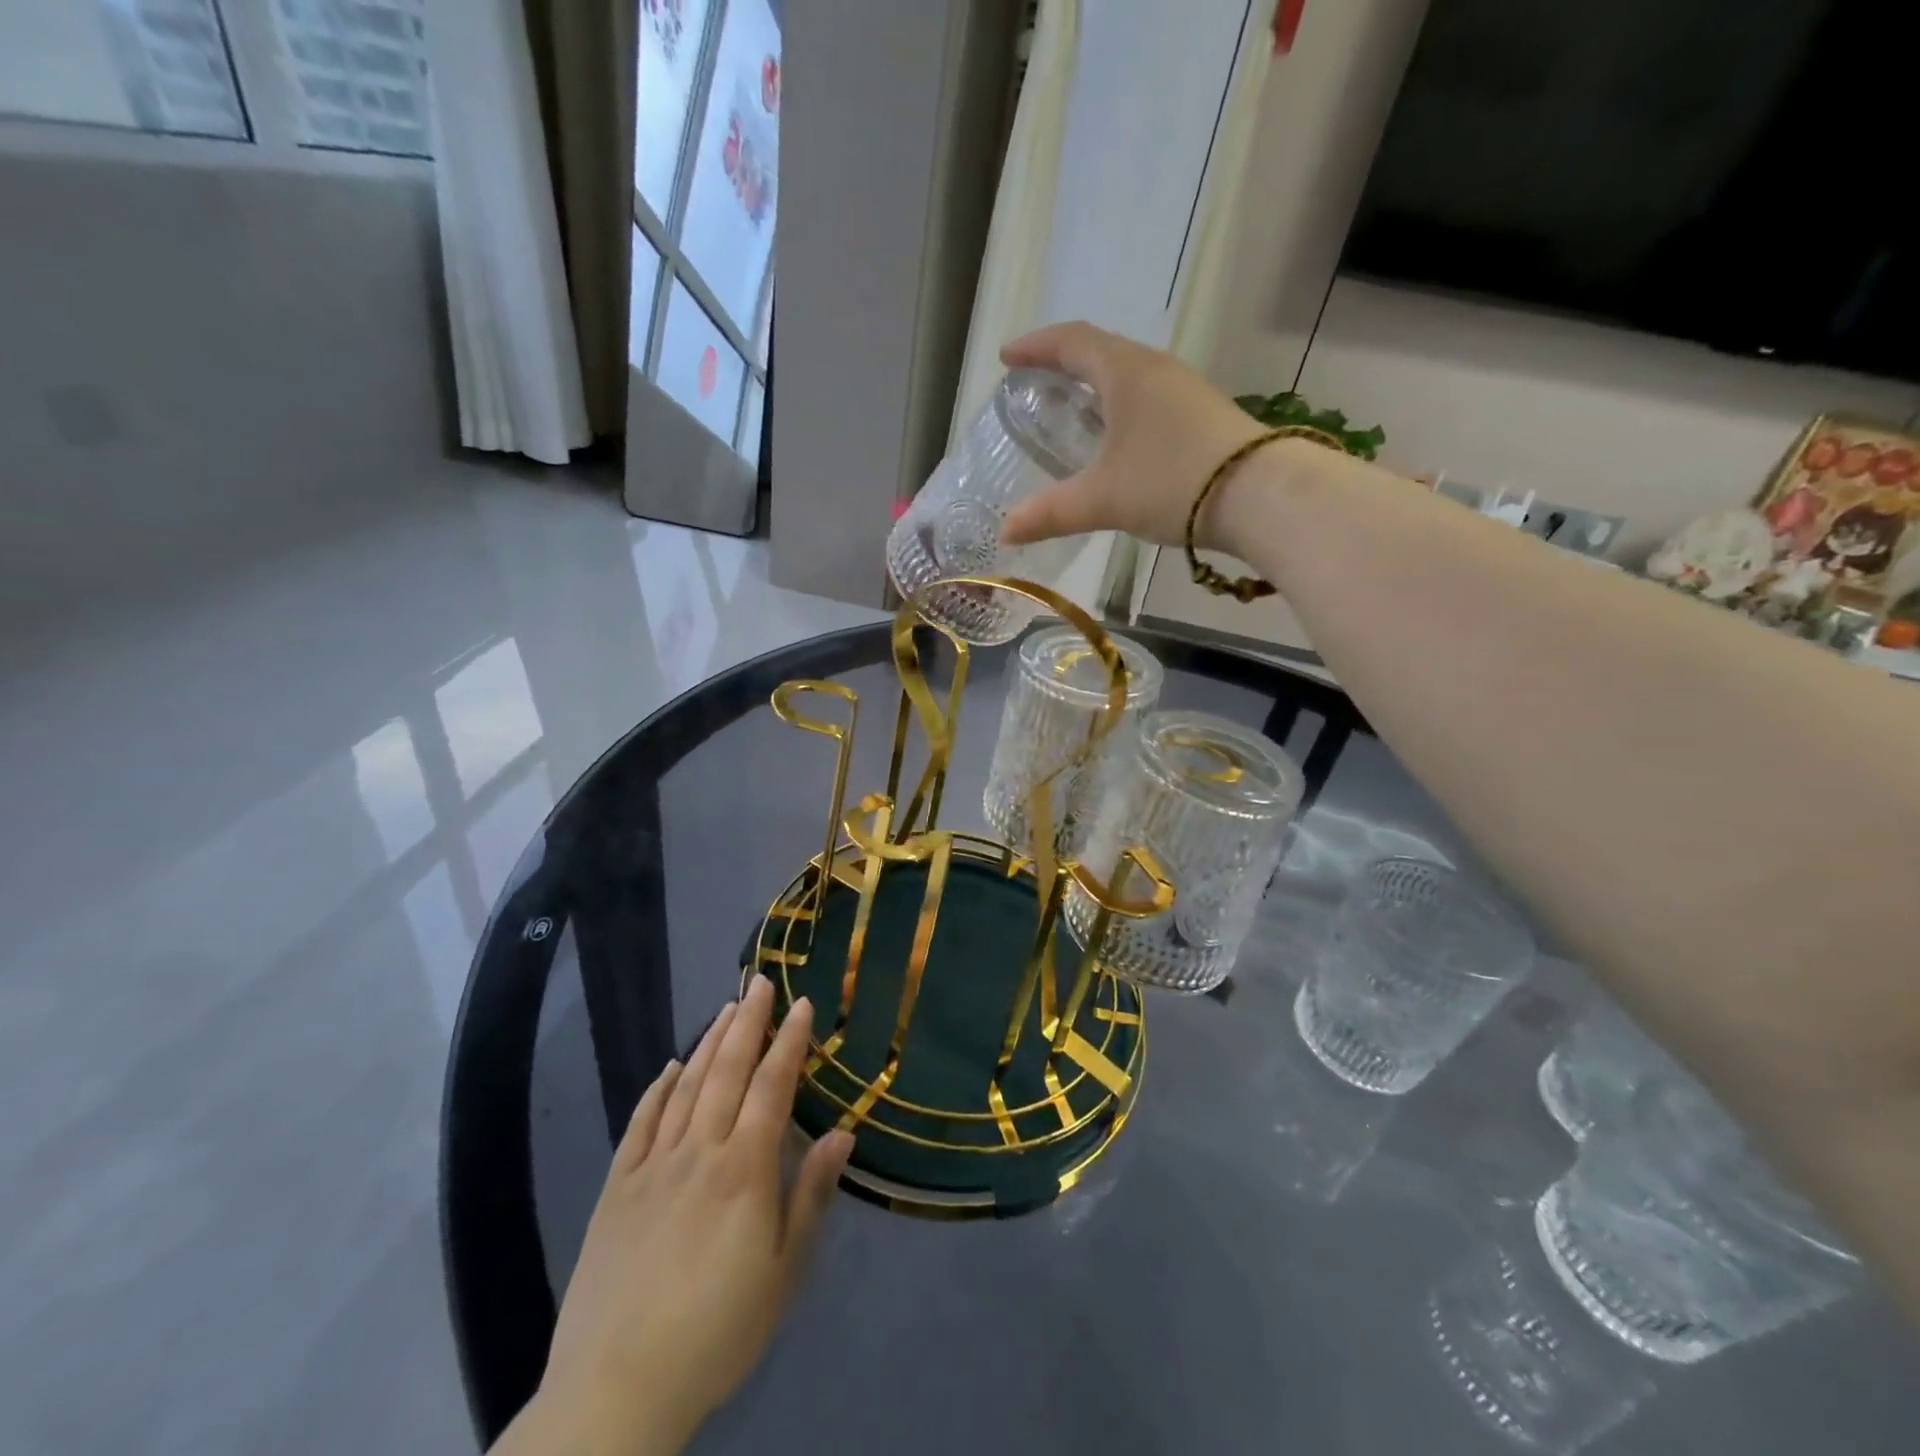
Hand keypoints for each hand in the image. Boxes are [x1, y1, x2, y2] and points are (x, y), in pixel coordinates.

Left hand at [511, 977, 853, 1455]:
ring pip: (686, 1087)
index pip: (773, 1087)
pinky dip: (658, 1088)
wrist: (617, 1389)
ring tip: (726, 1009)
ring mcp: (653, 1166)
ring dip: (709, 1043)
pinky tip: (670, 1066)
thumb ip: (811, 1195)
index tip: (801, 1005)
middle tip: (761, 983)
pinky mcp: (617, 1188)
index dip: (789, 1042)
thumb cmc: (718, 1332)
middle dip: (748, 1023)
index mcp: (744, 1170)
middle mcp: (700, 1152)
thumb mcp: (784, 1273)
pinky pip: (640, 1123)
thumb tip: (843, 1133)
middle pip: (727, 1072)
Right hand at [998, 322, 1268, 551]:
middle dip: (1063, 364)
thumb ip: (1051, 514)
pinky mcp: (1200, 415)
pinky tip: (1115, 439)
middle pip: (1101, 351)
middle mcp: (1155, 369)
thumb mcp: (1103, 499)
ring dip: (1095, 386)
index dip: (1036, 346)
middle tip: (1035, 383)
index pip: (1071, 341)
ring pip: (1127, 375)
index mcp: (1125, 372)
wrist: (1261, 495)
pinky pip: (1147, 397)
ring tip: (1071, 411)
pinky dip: (1119, 407)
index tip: (1008, 358)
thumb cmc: (1171, 481)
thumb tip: (1005, 532)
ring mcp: (1183, 390)